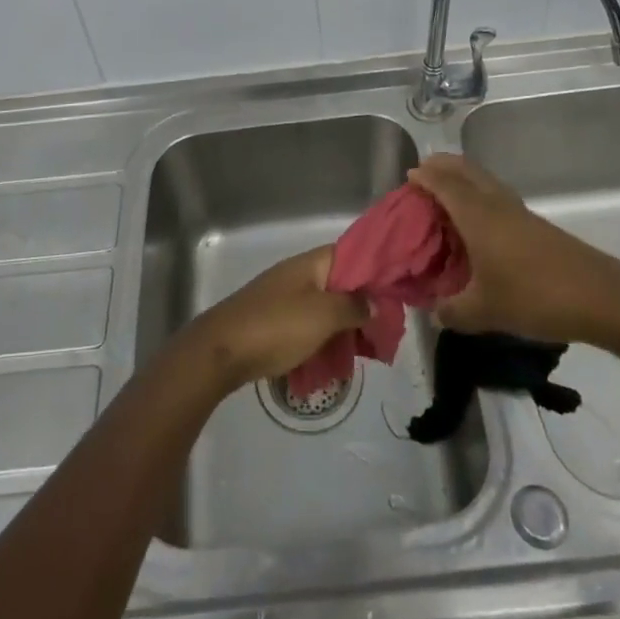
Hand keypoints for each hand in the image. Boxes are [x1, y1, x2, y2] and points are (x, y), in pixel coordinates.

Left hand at [175, 246, 369, 392]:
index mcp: (312, 263)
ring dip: (346, 328)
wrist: (221, 351)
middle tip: (385, 335)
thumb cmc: (276, 326)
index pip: (353, 255)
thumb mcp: (324, 315)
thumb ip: (355, 306)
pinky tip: (336, 363)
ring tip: (366, 354)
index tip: (398, 293)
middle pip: (342, 284)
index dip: (377, 271)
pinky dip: (325, 340)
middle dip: (364, 307)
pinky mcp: (275, 322)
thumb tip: (377, 302)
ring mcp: (285, 298)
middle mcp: (300, 275)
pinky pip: (309, 327)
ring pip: (327, 308)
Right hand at [408, 152, 619, 343]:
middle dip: (443, 165)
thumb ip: (453, 311)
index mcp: (477, 215)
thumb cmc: (534, 296)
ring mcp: (518, 211)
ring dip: (463, 177)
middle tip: (424, 173)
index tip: (408, 176)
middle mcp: (496, 204)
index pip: (444, 184)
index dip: (425, 176)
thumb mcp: (485, 312)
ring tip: (447, 192)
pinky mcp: (535, 224)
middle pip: (466, 169)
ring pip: (484, 179)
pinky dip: (479, 194)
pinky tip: (479, 220)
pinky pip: (496, 195)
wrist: (598, 296)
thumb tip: (434, 312)